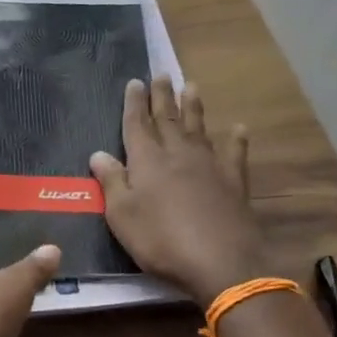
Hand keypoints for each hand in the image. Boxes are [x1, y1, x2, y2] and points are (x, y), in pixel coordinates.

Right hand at [90, 79, 266, 304]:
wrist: (220, 261)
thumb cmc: (161, 240)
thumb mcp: (122, 215)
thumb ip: (111, 182)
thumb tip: (98, 153)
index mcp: (147, 161)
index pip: (137, 125)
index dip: (134, 104)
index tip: (135, 82)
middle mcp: (178, 154)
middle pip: (168, 119)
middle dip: (162, 97)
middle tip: (161, 74)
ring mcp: (209, 166)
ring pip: (199, 128)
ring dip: (193, 108)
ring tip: (191, 86)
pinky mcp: (234, 182)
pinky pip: (234, 154)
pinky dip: (236, 140)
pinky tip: (238, 128)